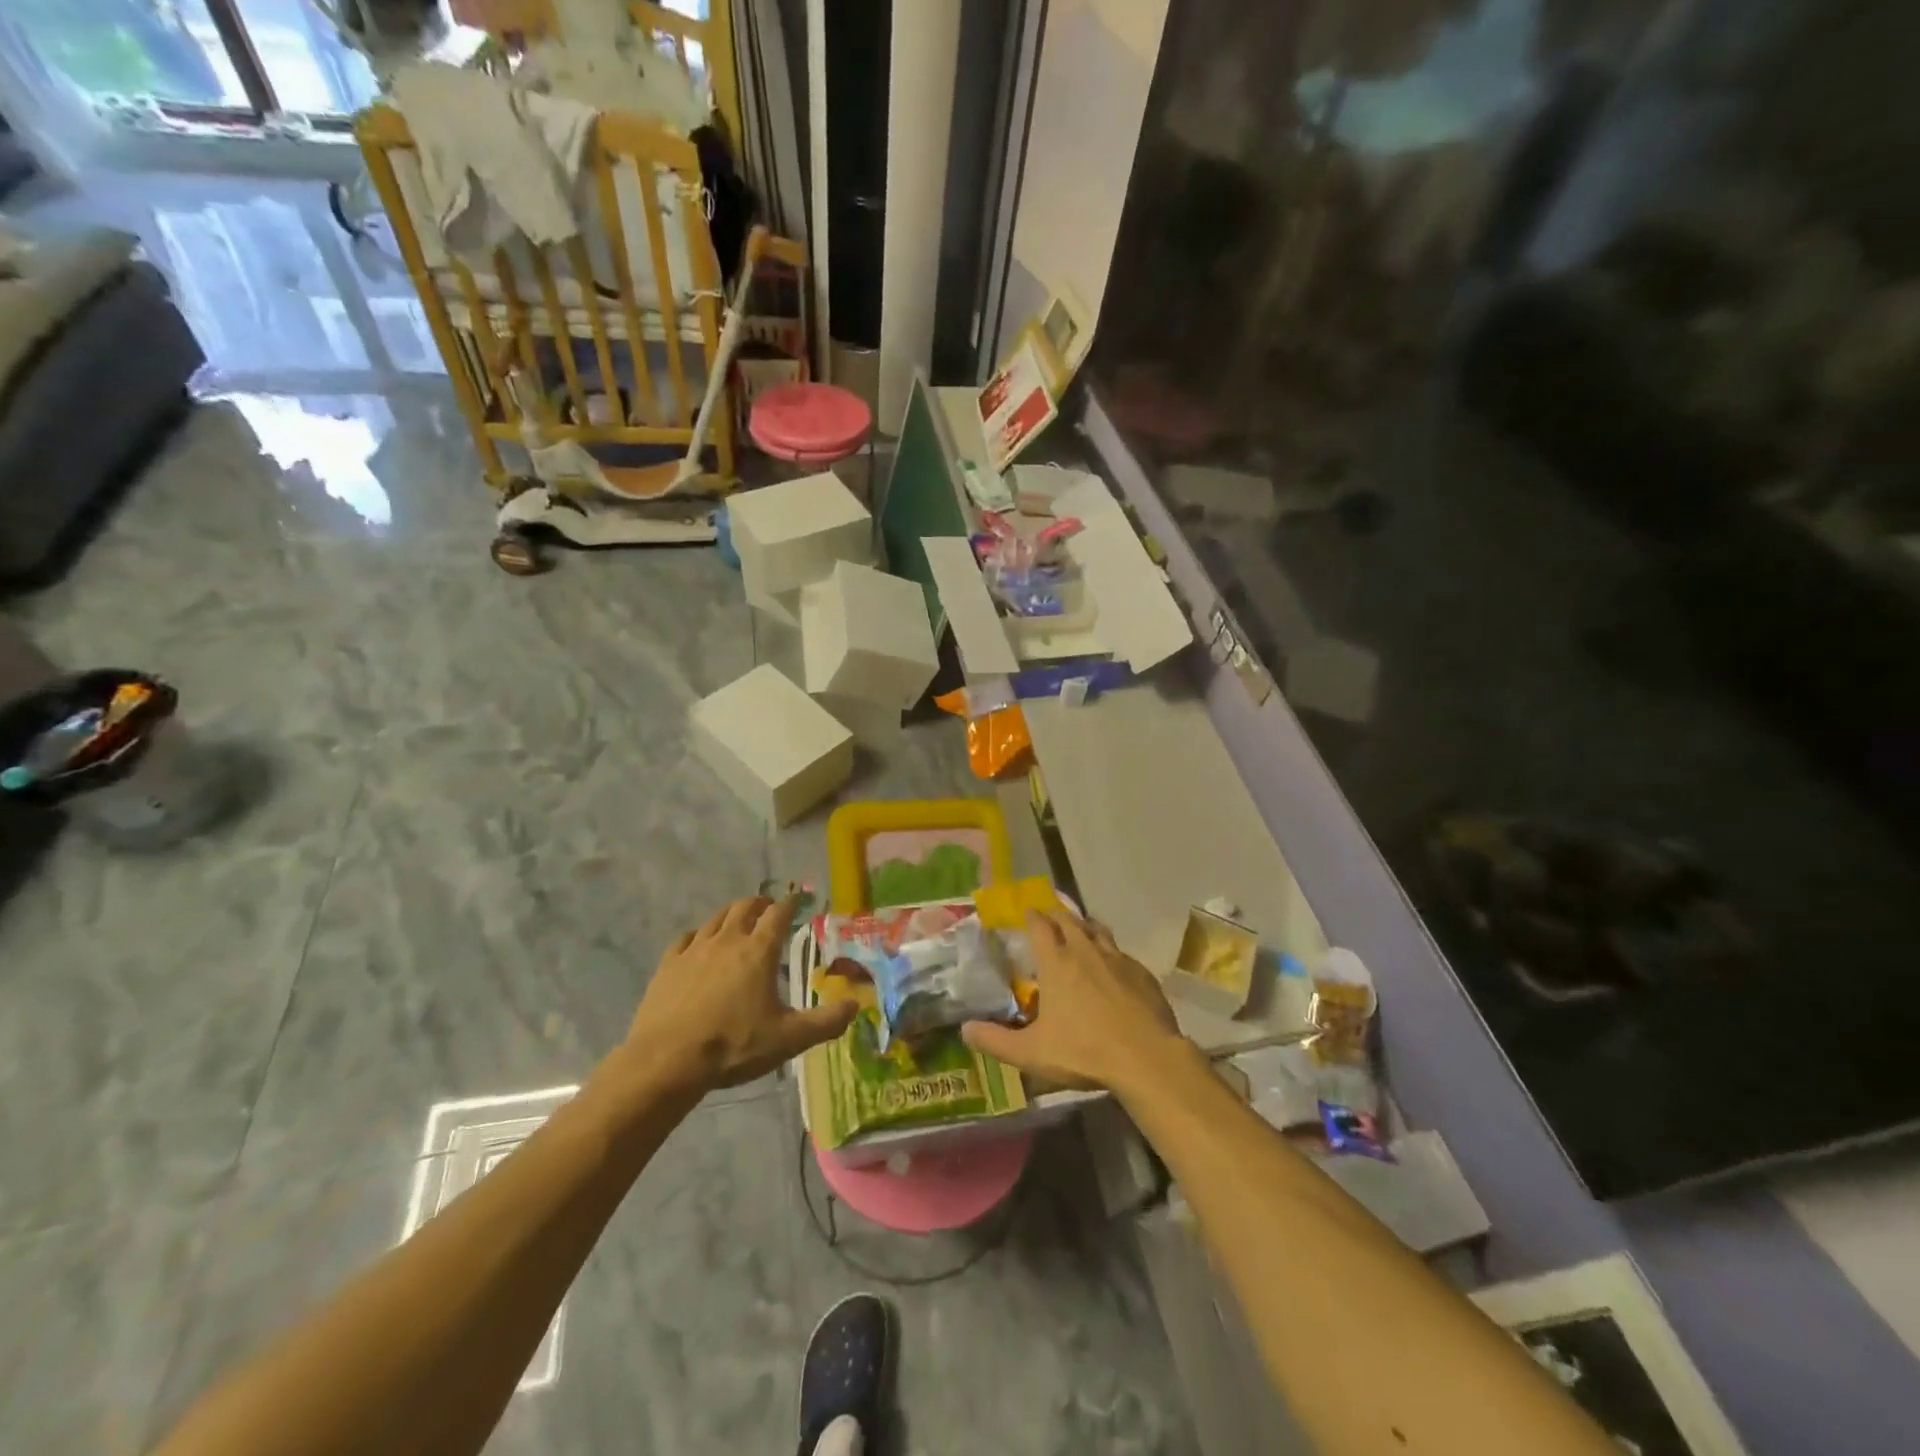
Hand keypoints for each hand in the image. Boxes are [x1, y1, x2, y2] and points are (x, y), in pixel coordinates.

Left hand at [624, 896, 854, 1093]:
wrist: (666, 1060)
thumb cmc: (733, 1045)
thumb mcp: (788, 1039)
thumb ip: (825, 1022)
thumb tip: (855, 1006)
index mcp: (759, 951)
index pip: (779, 913)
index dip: (791, 902)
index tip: (798, 898)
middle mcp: (728, 940)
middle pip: (745, 907)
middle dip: (760, 903)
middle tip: (769, 907)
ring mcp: (694, 950)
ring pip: (716, 918)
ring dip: (731, 914)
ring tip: (738, 921)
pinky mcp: (668, 965)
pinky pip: (686, 938)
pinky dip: (699, 935)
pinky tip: (698, 944)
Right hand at [961, 910, 1188, 1093]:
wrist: (1146, 1057)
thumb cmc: (1084, 1051)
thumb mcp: (1031, 1053)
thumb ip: (995, 1041)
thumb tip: (964, 1030)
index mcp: (1057, 962)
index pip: (1040, 925)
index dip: (1031, 916)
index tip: (1026, 911)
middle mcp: (1086, 950)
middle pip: (1069, 920)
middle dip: (1056, 914)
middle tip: (1048, 915)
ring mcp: (1117, 958)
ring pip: (1097, 930)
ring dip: (1084, 926)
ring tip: (1079, 929)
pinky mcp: (1142, 972)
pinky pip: (1120, 952)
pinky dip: (1110, 951)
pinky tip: (1111, 966)